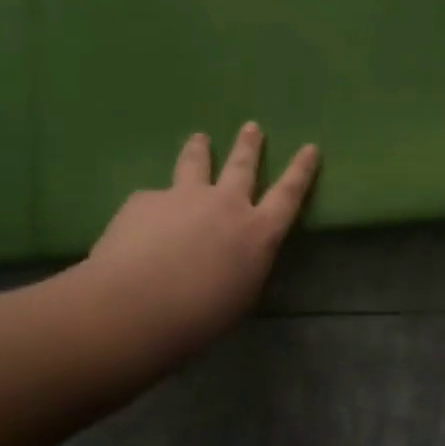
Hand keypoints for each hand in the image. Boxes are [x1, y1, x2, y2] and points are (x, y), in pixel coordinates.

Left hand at [66, 124, 319, 362]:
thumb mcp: (239, 296)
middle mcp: (226, 204)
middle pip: (242, 166)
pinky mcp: (145, 200)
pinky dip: (151, 208)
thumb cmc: (197, 318)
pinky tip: (137, 226)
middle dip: (249, 146)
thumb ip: (242, 267)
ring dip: (200, 149)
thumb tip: (234, 257)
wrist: (134, 307)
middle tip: (251, 127)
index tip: (310, 147)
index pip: (289, 194)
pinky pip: (151, 200)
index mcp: (257, 232)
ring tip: (199, 138)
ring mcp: (184, 196)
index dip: (301, 171)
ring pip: (195, 164)